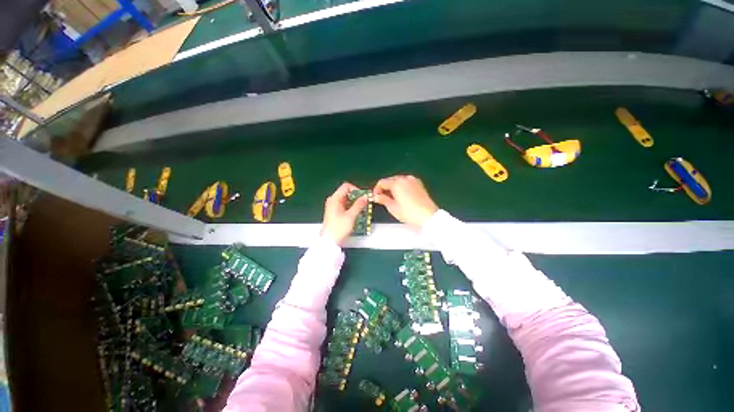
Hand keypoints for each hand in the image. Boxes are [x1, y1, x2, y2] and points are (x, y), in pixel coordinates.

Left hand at [321, 182, 368, 244]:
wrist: (329, 241)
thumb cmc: (338, 228)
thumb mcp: (351, 216)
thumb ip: (358, 205)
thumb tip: (365, 197)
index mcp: (334, 199)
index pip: (346, 186)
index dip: (356, 189)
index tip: (363, 196)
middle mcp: (333, 200)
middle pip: (346, 193)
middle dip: (357, 197)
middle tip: (365, 203)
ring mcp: (333, 206)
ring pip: (346, 199)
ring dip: (355, 203)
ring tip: (362, 209)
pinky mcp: (335, 212)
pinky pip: (345, 205)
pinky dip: (351, 207)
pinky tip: (357, 213)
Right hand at [373, 175, 437, 229]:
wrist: (428, 216)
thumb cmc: (409, 213)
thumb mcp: (393, 207)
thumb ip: (383, 199)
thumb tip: (376, 196)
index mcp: (397, 183)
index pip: (382, 182)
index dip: (376, 189)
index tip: (376, 197)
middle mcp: (405, 178)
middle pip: (390, 180)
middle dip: (385, 188)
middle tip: (383, 198)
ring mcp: (413, 180)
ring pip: (399, 180)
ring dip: (393, 187)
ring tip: (392, 198)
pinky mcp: (419, 184)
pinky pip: (406, 182)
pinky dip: (402, 187)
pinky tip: (402, 196)